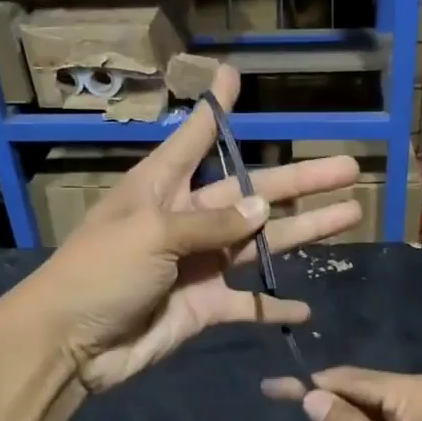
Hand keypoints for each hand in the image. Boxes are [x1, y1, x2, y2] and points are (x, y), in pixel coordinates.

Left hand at [28, 65, 363, 390]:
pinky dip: (274, 307)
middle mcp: (187, 219)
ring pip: (263, 243)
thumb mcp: (153, 233)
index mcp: (163, 188)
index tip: (232, 76)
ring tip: (351, 214)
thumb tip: (262, 209)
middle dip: (301, 179)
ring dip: (306, 231)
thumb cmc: (101, 272)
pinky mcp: (204, 306)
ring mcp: (199, 264)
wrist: (70, 344)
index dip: (217, 109)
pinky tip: (306, 308)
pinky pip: (248, 304)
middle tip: (349, 166)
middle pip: (252, 192)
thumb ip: (211, 223)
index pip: (196, 138)